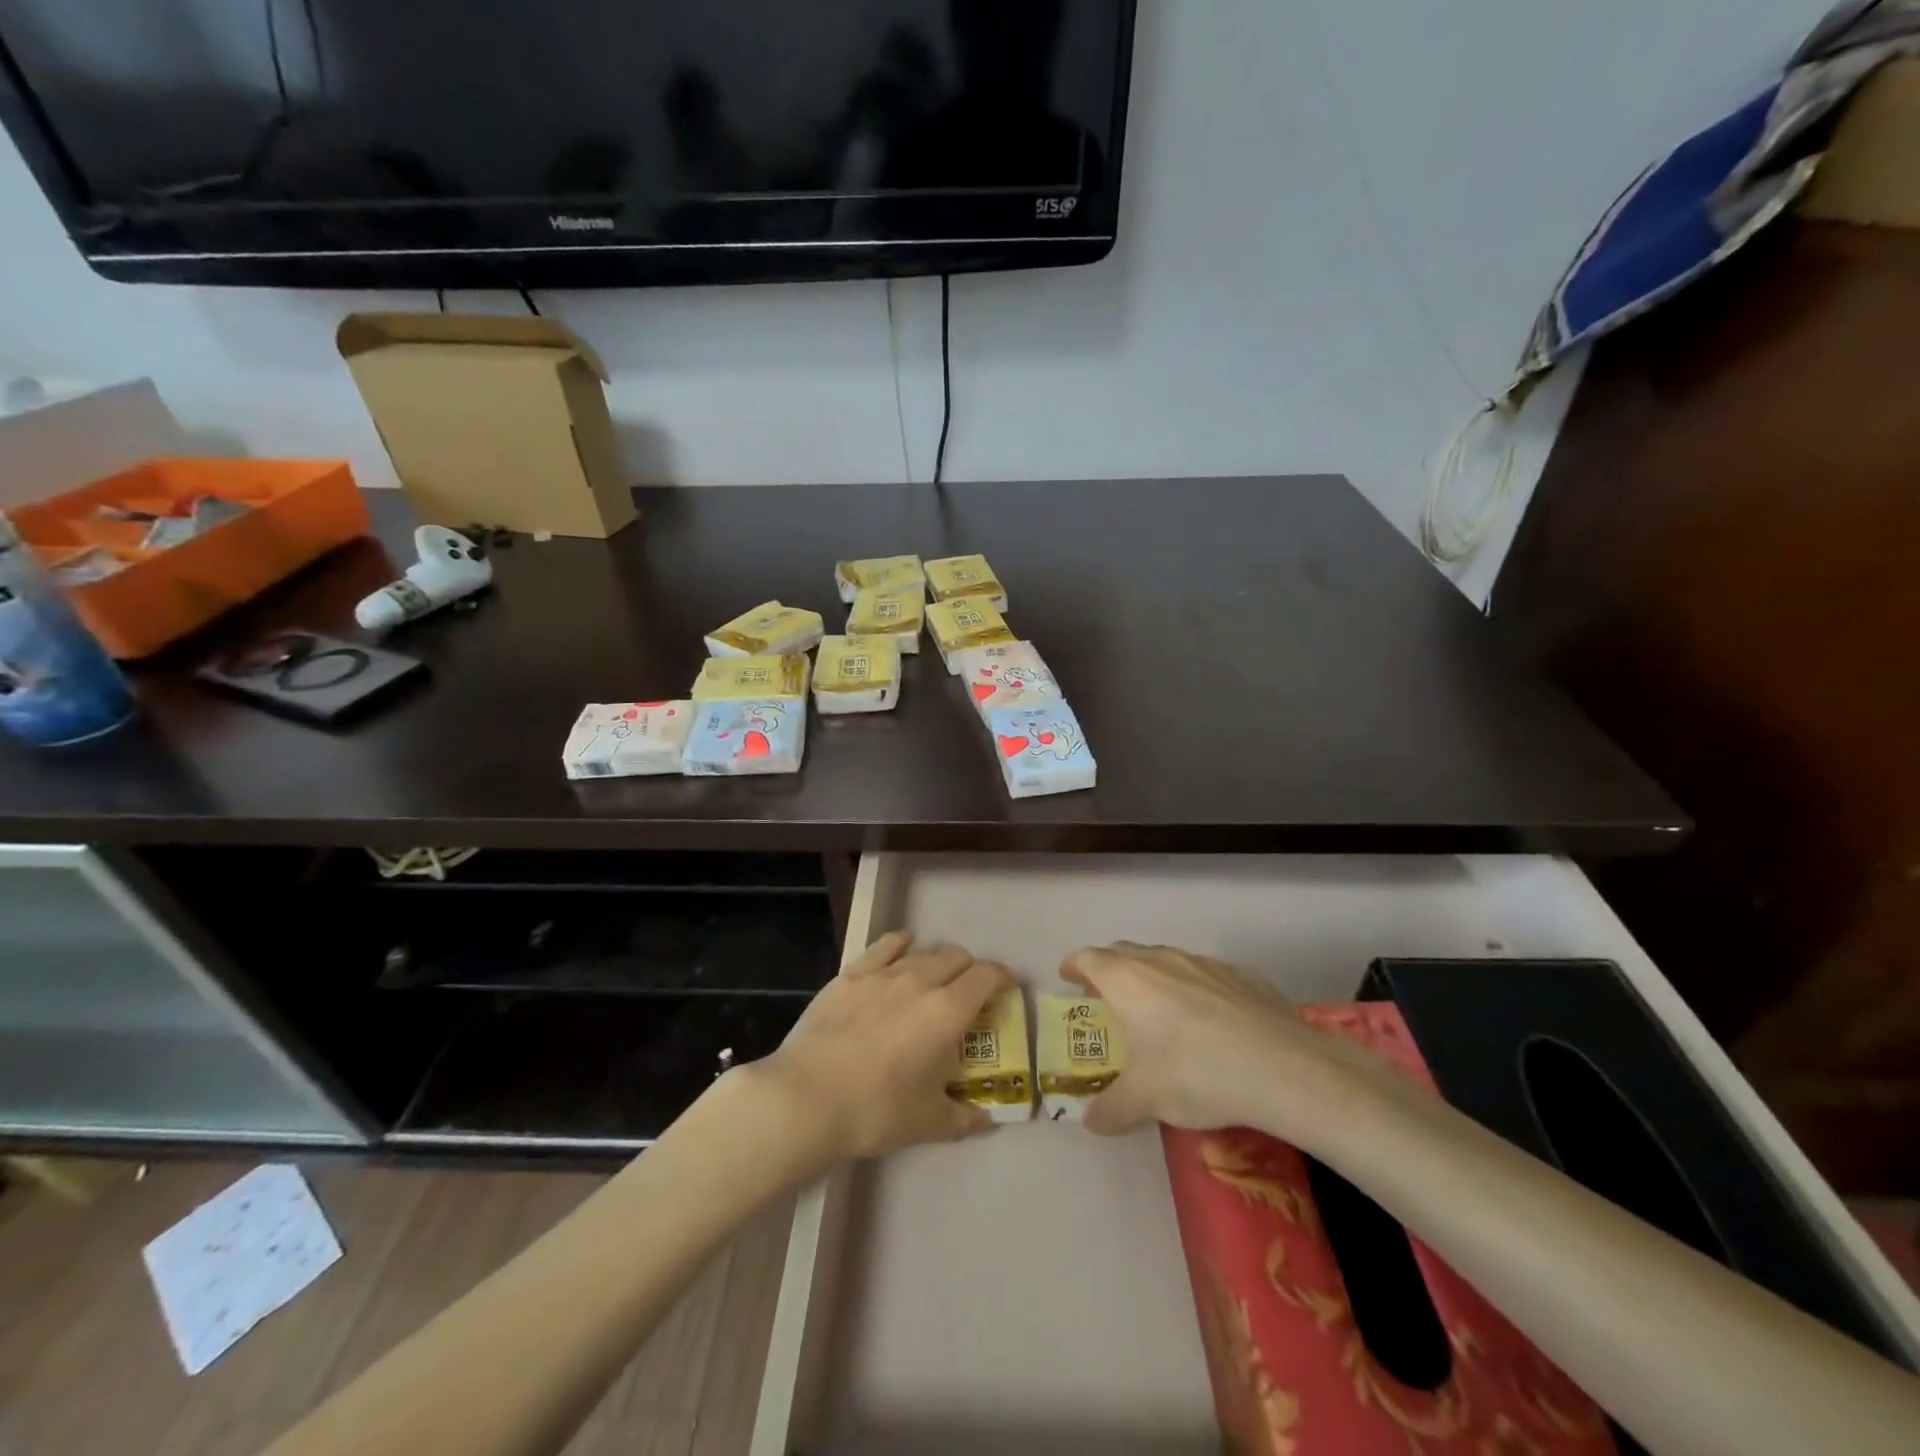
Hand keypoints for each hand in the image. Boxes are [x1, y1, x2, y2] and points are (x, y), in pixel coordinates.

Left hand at [746, 931, 1012, 1163]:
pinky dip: (901, 945)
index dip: (1002, 977)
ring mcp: (883, 973)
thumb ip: (963, 1117)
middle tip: (969, 993)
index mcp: (947, 1012)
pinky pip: (885, 945)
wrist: (806, 1097)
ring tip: (934, 979)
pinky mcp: (851, 974)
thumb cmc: (875, 1111)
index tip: (1006, 988)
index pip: (986, 976)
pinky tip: (901, 950)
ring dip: (938, 960)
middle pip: (957, 957)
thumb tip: (986, 1119)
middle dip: (971, 970)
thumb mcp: (927, 1123)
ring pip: (923, 950)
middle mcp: (920, 980)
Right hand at [1062, 942, 1408, 1143]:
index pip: (1089, 959)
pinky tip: (1208, 1017)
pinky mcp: (1241, 975)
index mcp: (1127, 980)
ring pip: (1165, 959)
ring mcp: (1204, 963)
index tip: (1068, 977)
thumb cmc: (1195, 1073)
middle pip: (1124, 952)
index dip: (1075, 966)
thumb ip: (1111, 1108)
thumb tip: (1091, 1121)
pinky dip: (1193, 986)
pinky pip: (1204, 974)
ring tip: (1156, 1006)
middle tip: (1106, 996)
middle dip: (1109, 969)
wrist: (1282, 1067)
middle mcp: (1161, 960)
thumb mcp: (1145, 1100)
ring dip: (1151, 976)